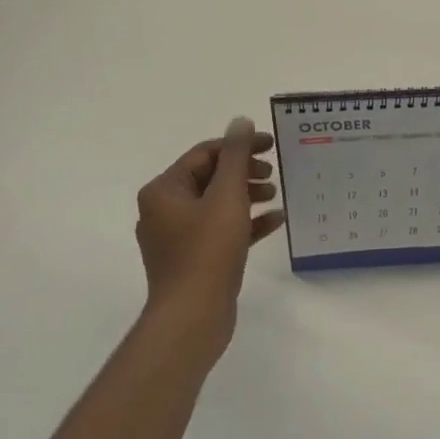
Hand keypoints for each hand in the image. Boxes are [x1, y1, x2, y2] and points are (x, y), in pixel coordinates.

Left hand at [135, 118, 284, 354]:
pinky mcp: (192, 260)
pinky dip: (245, 223)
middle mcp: (164, 210)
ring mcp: (177, 238)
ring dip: (247, 196)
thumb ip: (236, 156)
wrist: (193, 316)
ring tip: (276, 195)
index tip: (271, 146)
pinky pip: (220, 231)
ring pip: (216, 205)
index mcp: (164, 190)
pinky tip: (275, 221)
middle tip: (273, 174)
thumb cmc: (208, 250)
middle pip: (209, 178)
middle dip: (244, 172)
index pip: (204, 154)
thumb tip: (240, 121)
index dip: (239, 146)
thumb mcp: (227, 196)